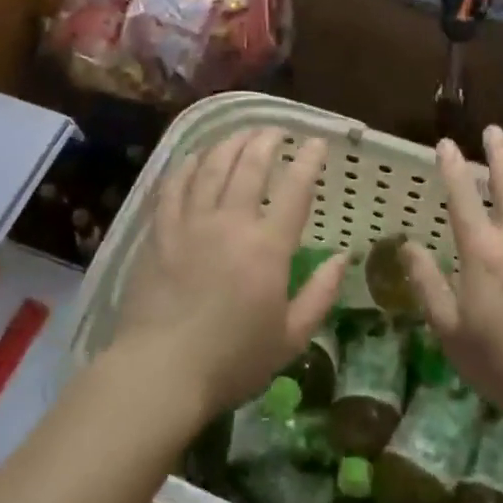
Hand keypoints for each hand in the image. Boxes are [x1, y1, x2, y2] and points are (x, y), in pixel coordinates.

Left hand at [113, 127, 344, 417]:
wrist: (161, 372)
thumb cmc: (232, 361)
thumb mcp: (290, 338)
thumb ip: (320, 295)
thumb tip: (342, 258)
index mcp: (267, 247)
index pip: (294, 190)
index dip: (309, 161)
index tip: (317, 143)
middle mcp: (230, 222)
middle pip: (250, 165)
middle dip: (268, 141)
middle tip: (277, 131)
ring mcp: (191, 223)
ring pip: (212, 166)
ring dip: (231, 143)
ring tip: (243, 133)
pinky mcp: (160, 231)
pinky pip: (175, 185)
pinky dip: (189, 164)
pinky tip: (198, 155)